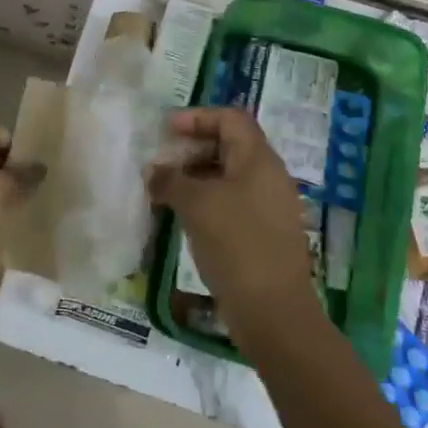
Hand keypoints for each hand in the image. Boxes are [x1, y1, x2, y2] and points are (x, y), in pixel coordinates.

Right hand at [146, 108, 318, 334]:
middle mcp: (270, 177)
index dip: (198, 117)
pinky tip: (184, 218)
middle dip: (193, 149)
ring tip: (165, 191)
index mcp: (259, 160)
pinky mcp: (265, 233)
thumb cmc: (235, 243)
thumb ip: (170, 180)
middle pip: (230, 146)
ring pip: (230, 177)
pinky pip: (233, 203)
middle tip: (163, 163)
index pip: (230, 118)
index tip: (167, 130)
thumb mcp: (195, 204)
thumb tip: (154, 171)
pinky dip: (207, 202)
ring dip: (197, 178)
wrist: (272, 310)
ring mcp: (270, 207)